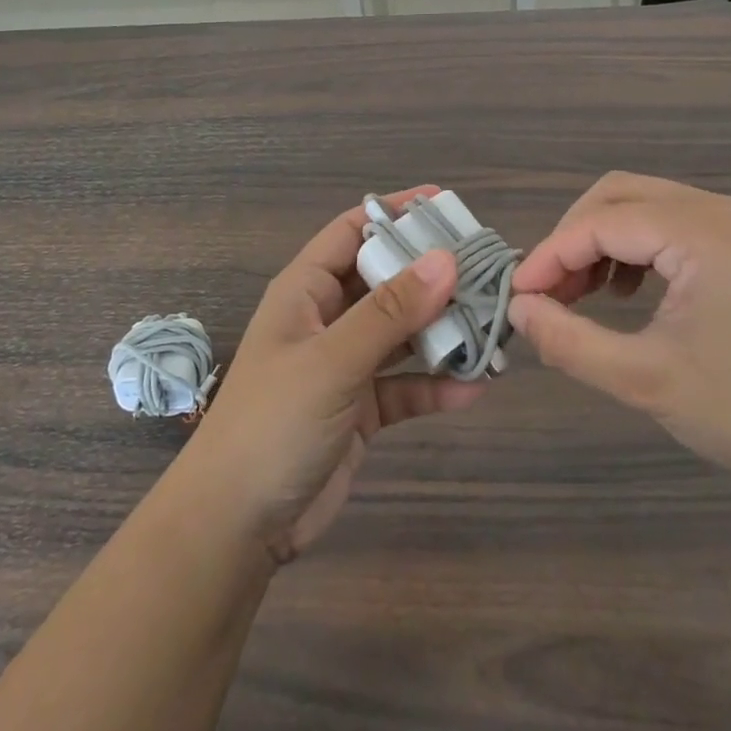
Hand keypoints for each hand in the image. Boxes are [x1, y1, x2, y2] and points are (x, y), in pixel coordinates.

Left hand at [177, 189, 485, 565]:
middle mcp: (325, 319)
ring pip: (400, 333)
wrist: (236, 527)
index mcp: (305, 290)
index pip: (352, 231)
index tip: (445, 203)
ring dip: (441, 331)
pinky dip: (435, 385)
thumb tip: (446, 259)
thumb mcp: (332, 360)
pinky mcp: (359, 410)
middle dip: (431, 274)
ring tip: (493, 324)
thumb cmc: (273, 423)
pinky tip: (475, 387)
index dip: (394, 212)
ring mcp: (343, 365)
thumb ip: (390, 311)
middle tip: (486, 267)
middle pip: (385, 280)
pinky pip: (404, 385)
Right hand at [508, 173, 730, 495]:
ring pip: (646, 206)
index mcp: (706, 233)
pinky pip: (676, 225)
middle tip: (550, 293)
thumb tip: (519, 309)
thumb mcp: (646, 382)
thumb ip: (570, 342)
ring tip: (583, 296)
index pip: (602, 221)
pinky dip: (638, 248)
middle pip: (621, 195)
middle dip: (574, 238)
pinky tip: (629, 293)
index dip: (551, 255)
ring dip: (603, 241)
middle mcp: (725, 211)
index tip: (518, 297)